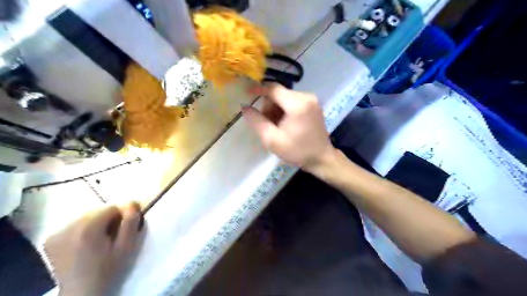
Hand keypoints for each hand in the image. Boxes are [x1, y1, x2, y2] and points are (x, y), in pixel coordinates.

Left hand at [44, 203, 143, 295]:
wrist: (82, 293)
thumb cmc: (108, 269)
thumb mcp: (127, 246)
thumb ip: (131, 223)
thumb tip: (132, 202)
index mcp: (88, 228)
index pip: (111, 207)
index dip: (120, 218)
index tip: (120, 233)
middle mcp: (69, 227)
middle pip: (97, 211)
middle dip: (107, 221)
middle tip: (110, 238)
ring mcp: (57, 233)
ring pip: (86, 217)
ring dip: (95, 224)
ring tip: (97, 242)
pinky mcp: (50, 240)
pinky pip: (73, 225)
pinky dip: (82, 230)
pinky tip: (83, 245)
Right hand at [243, 83, 336, 172]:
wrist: (321, 158)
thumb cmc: (297, 151)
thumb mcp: (272, 140)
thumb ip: (257, 122)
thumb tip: (244, 107)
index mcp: (297, 104)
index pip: (273, 89)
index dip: (258, 89)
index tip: (246, 93)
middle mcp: (306, 97)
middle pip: (279, 93)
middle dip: (269, 106)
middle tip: (266, 124)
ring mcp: (311, 100)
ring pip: (285, 97)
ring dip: (276, 109)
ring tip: (276, 126)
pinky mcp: (313, 104)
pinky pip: (293, 101)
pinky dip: (285, 109)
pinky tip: (285, 124)